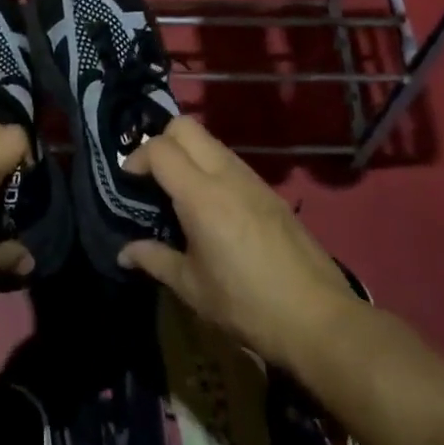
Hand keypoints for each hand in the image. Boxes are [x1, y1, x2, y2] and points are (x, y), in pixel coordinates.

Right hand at [118, 117, 360, 368]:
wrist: (318, 318)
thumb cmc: (246, 304)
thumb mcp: (192, 287)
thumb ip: (154, 259)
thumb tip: (125, 252)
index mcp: (202, 196)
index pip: (161, 148)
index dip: (137, 157)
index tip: (128, 181)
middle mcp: (227, 176)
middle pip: (186, 126)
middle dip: (161, 140)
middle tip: (151, 175)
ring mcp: (253, 180)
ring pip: (211, 141)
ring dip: (188, 153)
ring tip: (177, 191)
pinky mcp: (271, 192)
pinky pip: (231, 161)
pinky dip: (210, 168)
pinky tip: (210, 206)